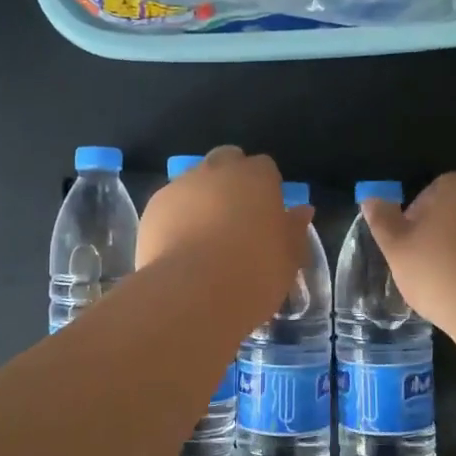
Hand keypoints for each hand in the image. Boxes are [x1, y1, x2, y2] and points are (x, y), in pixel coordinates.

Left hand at [139, 147, 312, 313]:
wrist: (193, 294)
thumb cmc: (254, 274)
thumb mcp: (289, 258)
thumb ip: (294, 229)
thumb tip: (301, 211)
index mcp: (256, 177)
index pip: (265, 168)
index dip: (266, 189)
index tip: (266, 215)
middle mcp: (217, 170)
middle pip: (227, 161)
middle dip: (232, 180)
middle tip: (236, 218)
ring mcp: (181, 185)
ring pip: (195, 181)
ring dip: (202, 198)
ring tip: (205, 237)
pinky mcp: (153, 207)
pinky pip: (171, 204)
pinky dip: (177, 217)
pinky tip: (181, 247)